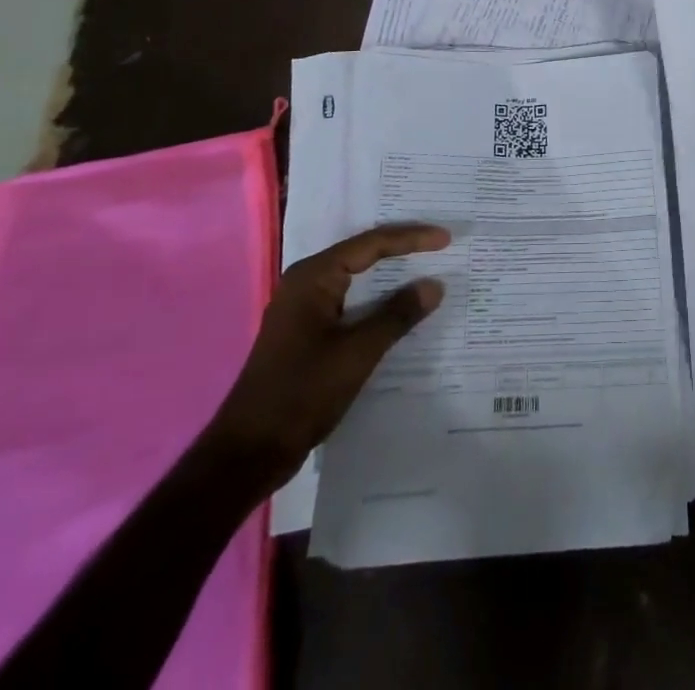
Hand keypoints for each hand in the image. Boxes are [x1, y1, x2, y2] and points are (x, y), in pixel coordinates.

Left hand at [204, 224, 449, 492]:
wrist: (248, 454)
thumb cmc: (302, 394)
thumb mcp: (357, 353)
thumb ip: (397, 314)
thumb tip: (434, 285)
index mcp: (313, 277)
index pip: (371, 244)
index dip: (411, 239)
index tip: (446, 240)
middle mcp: (306, 283)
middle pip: (363, 255)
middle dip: (402, 249)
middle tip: (440, 243)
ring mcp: (304, 309)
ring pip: (357, 281)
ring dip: (391, 277)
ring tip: (428, 269)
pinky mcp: (307, 333)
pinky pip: (350, 304)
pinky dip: (377, 302)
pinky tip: (400, 309)